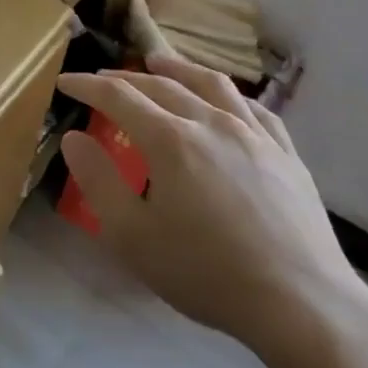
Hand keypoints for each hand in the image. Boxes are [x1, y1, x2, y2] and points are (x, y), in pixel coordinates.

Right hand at [56, 53, 367, 367]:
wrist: (302, 304)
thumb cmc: (207, 273)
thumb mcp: (133, 236)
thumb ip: (98, 181)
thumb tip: (74, 138)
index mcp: (170, 140)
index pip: (118, 96)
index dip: (87, 85)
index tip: (65, 82)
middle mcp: (210, 122)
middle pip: (161, 85)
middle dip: (125, 78)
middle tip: (102, 78)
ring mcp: (253, 134)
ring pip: (210, 84)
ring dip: (177, 69)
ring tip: (159, 64)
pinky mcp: (286, 153)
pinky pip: (254, 108)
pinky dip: (228, 95)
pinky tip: (224, 100)